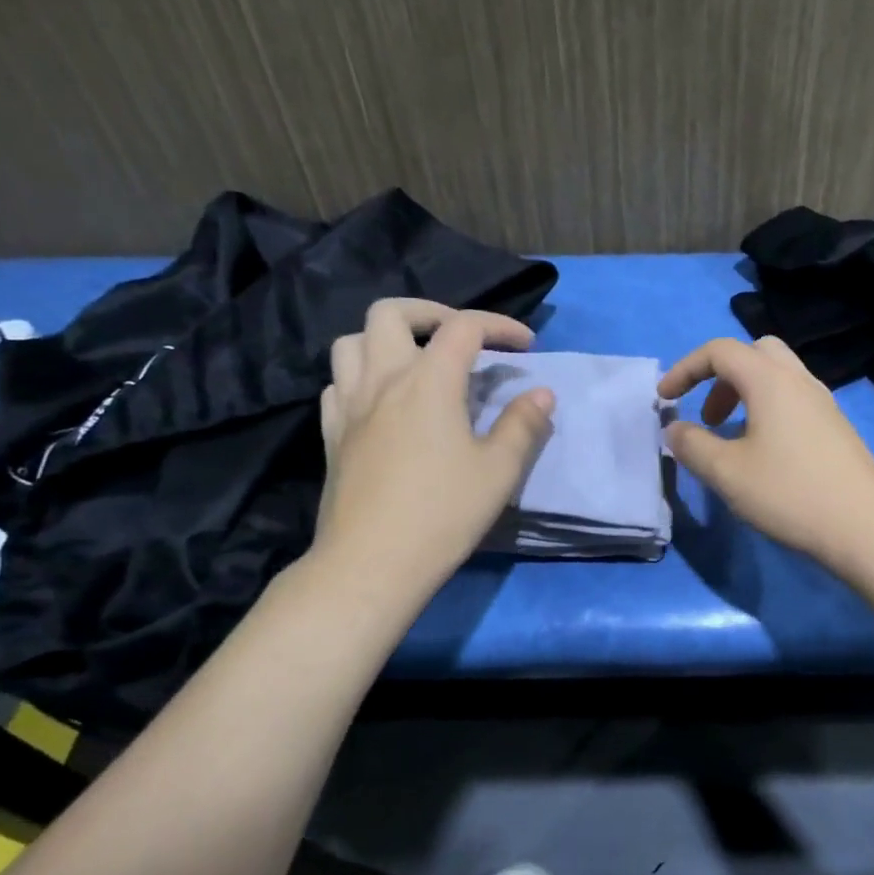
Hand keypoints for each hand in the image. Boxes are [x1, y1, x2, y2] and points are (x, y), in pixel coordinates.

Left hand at [311, 298, 553, 596]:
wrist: (373, 562)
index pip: (464, 327)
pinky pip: (338, 383)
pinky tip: (382, 401)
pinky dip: (362, 376)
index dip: (500, 326)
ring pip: (352, 341)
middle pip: (391, 313)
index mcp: (428, 381)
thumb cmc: (443, 513)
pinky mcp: (331, 434)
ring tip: (417, 362)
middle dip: (431, 312)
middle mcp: (382, 379)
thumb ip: (523, 425)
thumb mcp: (499, 471)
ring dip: (388, 339)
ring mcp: (349, 405)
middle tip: (461, 338)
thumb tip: (542, 393)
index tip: (526, 346)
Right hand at [658, 335, 873, 574]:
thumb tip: (674, 429)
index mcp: (770, 380)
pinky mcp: (836, 427)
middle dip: (721, 376)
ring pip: (778, 377)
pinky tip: (764, 455)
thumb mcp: (727, 473)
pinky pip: (794, 400)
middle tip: (708, 415)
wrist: (865, 526)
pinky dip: (768, 411)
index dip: (685, 368)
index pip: (720, 350)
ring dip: (745, 395)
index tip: (665, 399)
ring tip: (731, 439)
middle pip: (755, 352)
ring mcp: (824, 403)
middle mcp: (799, 380)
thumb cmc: (790, 493)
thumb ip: (692, 445)